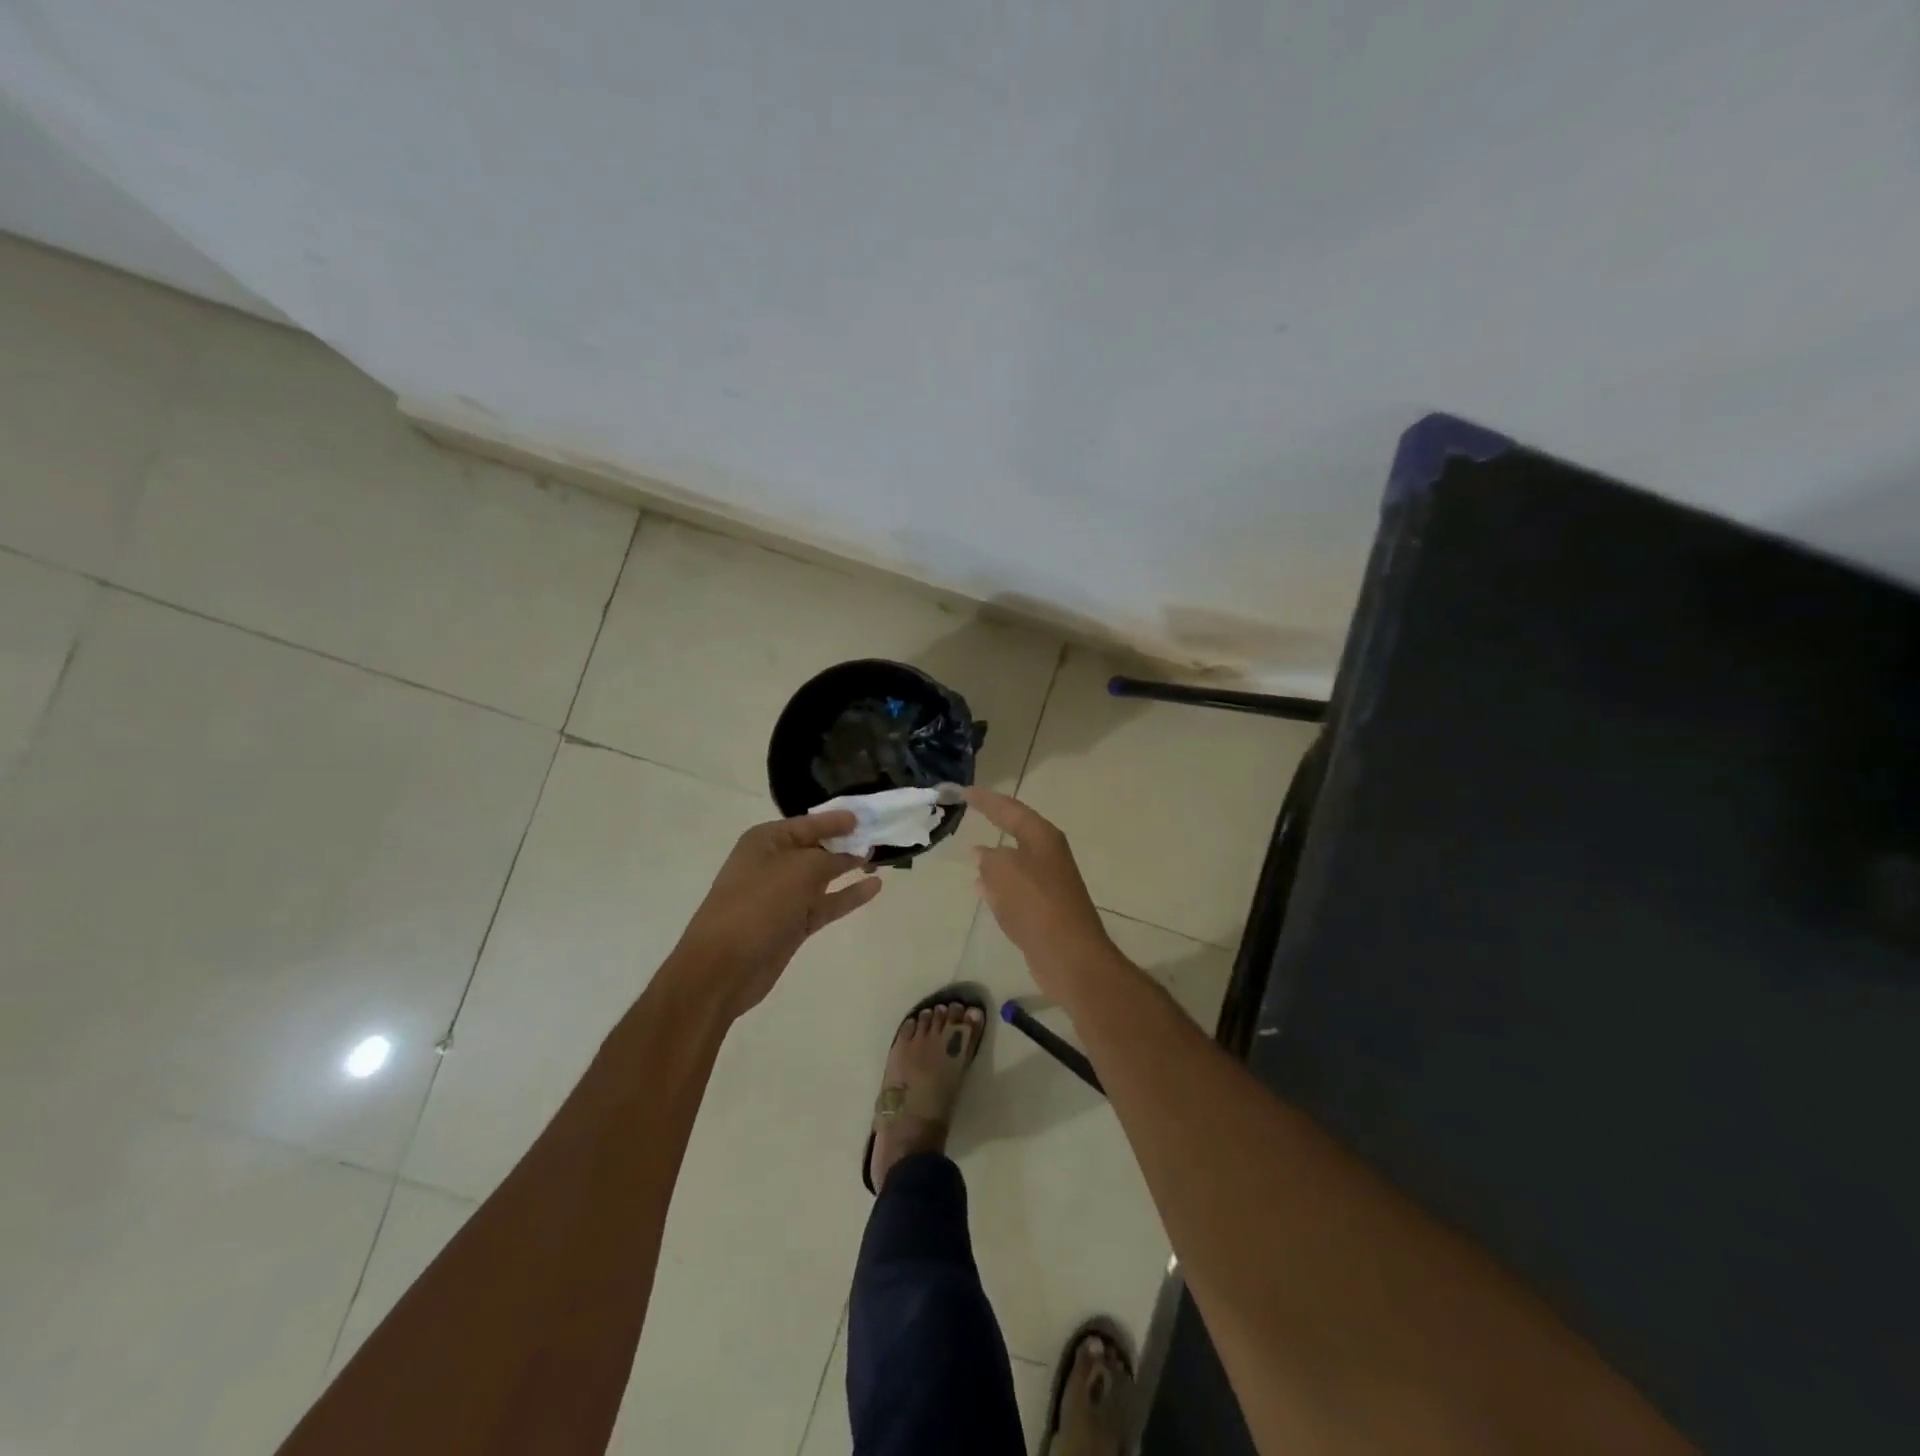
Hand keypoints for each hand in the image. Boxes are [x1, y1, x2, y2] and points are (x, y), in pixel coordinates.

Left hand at [673, 809, 882, 1017]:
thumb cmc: (759, 904)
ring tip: (881, 860)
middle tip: (880, 836)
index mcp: (766, 841)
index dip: (837, 820)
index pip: (809, 823)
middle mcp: (773, 863)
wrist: (723, 966)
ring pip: (823, 876)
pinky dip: (848, 895)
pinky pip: (826, 903)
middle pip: (816, 847)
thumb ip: (831, 858)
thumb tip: (851, 855)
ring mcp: (783, 896)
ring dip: (849, 868)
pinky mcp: (792, 924)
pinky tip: (874, 887)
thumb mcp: (800, 869)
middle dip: (846, 842)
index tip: (866, 816)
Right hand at [966, 788, 1115, 993]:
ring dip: (994, 857)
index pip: (1010, 809)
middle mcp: (1048, 855)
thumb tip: (983, 854)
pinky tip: (982, 890)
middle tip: (970, 813)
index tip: (964, 792)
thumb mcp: (1003, 871)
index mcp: (1042, 837)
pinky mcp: (1044, 909)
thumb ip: (989, 858)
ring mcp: (1048, 883)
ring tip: (971, 853)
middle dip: (994, 823)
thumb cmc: (1036, 904)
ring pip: (1014, 862)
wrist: (1069, 956)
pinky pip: (1015, 888)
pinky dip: (998, 885)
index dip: (986, 800)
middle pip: (1016, 831)